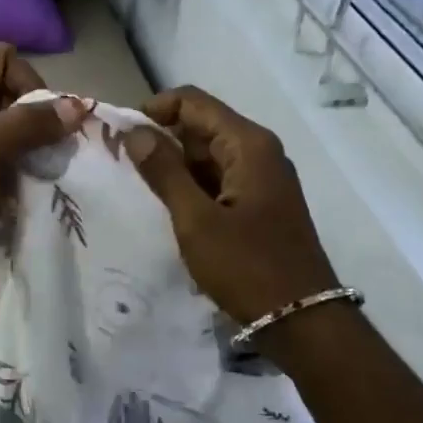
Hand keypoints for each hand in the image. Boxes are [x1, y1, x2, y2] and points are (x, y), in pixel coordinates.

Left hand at [0, 44, 88, 278]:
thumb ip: (25, 125)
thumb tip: (78, 106)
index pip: (2, 59)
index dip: (29, 85)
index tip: (43, 125)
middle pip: (1, 87)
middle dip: (29, 113)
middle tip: (47, 150)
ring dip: (22, 139)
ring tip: (38, 167)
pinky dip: (7, 158)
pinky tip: (19, 179)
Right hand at [127, 86, 339, 326]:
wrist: (301, 320)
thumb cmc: (247, 266)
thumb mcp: (196, 220)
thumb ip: (164, 172)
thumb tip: (136, 132)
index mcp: (248, 145)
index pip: (193, 102)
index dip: (154, 109)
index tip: (121, 134)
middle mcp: (259, 152)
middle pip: (202, 125)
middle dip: (162, 138)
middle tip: (122, 163)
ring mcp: (263, 179)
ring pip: (210, 155)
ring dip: (175, 165)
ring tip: (139, 187)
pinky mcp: (261, 204)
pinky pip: (220, 180)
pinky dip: (193, 186)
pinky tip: (170, 207)